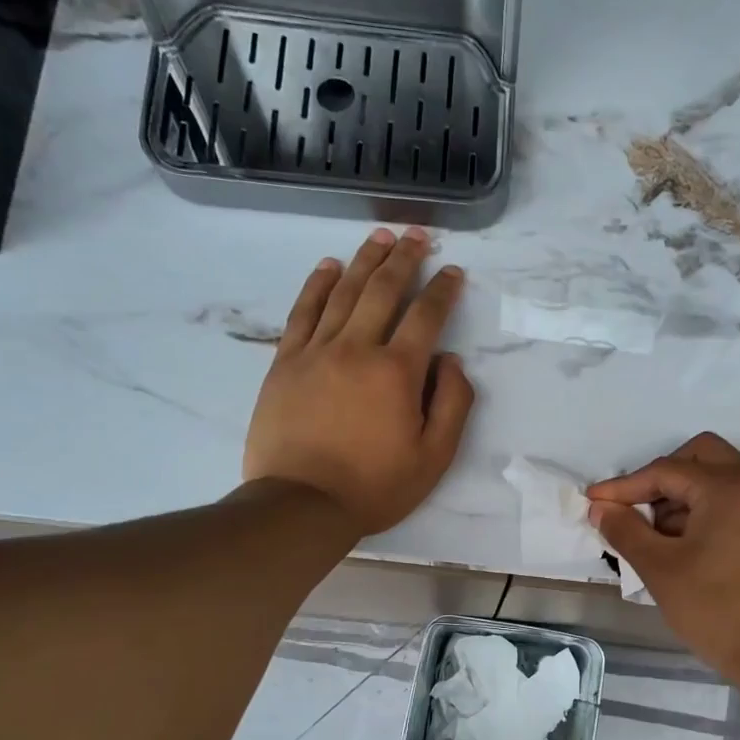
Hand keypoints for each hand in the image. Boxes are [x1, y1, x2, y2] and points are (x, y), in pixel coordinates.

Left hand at [243, 227, 475, 535]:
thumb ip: (452, 405)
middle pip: (383, 290)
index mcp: (398, 372)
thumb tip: (451, 362)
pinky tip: (329, 266)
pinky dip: (317, 285)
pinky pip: (303, 312)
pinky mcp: (285, 362)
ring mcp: (316, 351)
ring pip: (343, 292)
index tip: (453, 271)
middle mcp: (357, 348)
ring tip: (380, 236)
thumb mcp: (434, 458)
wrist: (302, 504)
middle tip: (417, 235)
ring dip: (365, 260)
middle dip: (404, 258)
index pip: (426, 316)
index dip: (443, 290)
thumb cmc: (375, 486)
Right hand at [588, 433, 739, 684]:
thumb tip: (600, 507)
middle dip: (659, 479)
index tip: (593, 502)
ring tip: (655, 536)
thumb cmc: (716, 609)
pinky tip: (682, 542)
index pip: (666, 471)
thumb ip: (625, 530)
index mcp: (730, 486)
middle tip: (634, 512)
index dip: (625, 486)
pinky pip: (733, 497)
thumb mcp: (660, 569)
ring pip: (716, 475)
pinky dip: (704, 507)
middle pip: (698, 456)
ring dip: (681, 495)